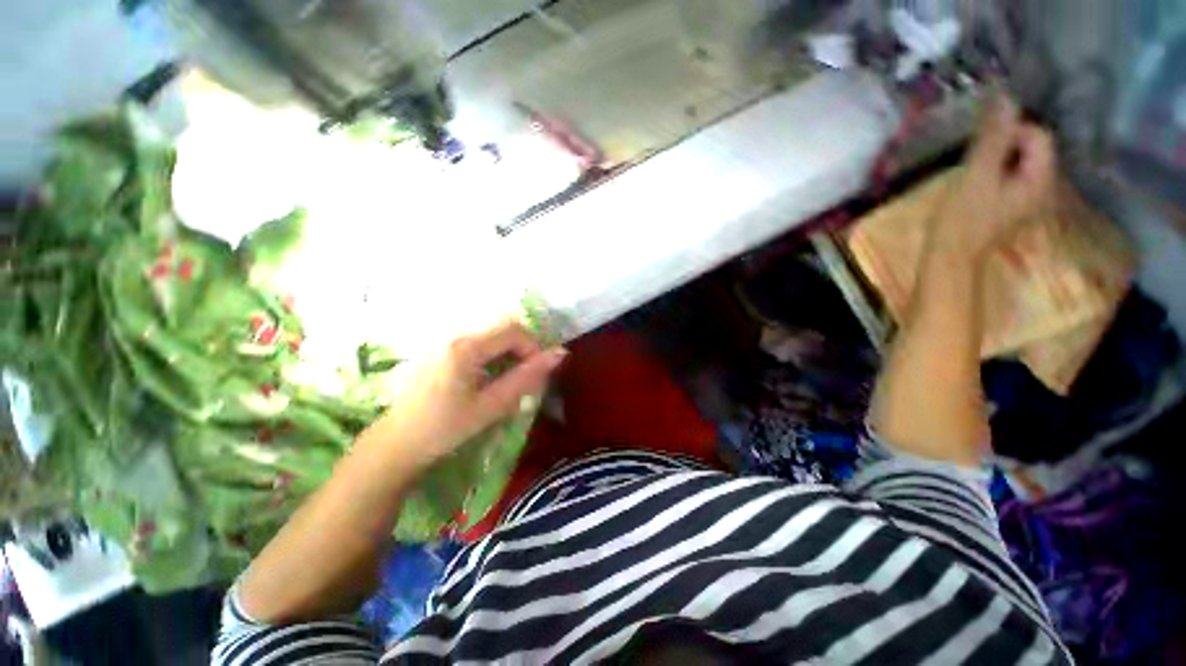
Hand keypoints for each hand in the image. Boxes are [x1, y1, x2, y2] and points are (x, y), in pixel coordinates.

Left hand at [368, 321, 565, 469]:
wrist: (396, 445)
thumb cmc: (445, 428)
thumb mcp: (492, 405)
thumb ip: (527, 377)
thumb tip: (560, 354)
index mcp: (467, 347)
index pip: (514, 330)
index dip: (533, 347)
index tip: (535, 374)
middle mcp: (455, 335)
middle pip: (503, 329)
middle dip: (521, 350)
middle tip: (523, 379)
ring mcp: (445, 341)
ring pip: (491, 336)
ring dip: (508, 354)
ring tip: (506, 382)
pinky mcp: (440, 351)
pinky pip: (477, 344)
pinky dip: (492, 357)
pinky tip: (486, 380)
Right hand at [931, 95, 1056, 260]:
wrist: (949, 258)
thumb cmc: (963, 219)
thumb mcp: (977, 175)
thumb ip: (994, 137)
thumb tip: (1006, 95)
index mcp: (1042, 176)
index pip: (1038, 134)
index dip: (1011, 131)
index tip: (982, 145)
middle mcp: (1043, 183)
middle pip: (1030, 146)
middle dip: (1004, 142)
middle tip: (975, 155)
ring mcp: (1027, 195)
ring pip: (1018, 159)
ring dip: (996, 155)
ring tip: (972, 166)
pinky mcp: (1011, 203)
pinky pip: (1009, 173)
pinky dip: (994, 168)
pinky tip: (975, 179)